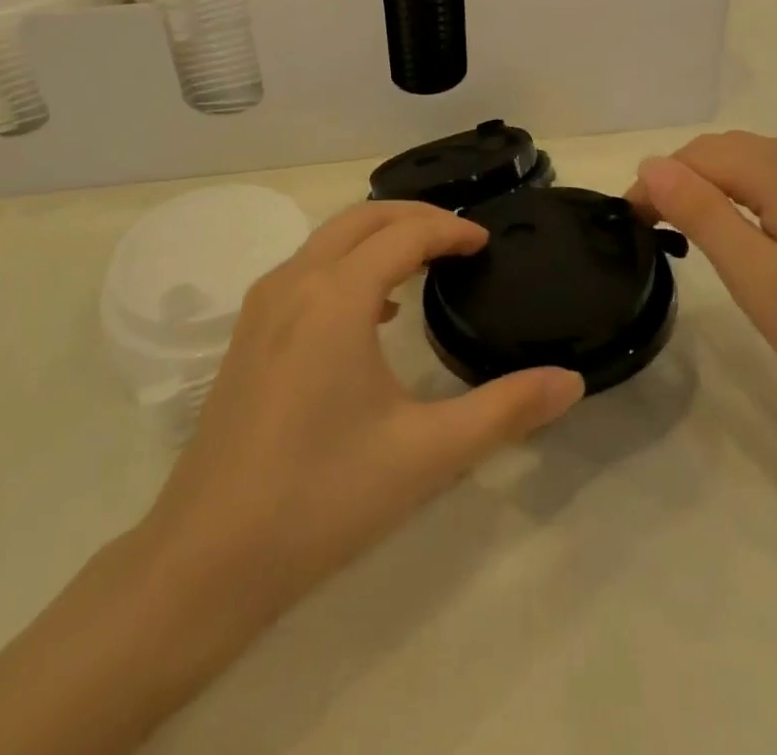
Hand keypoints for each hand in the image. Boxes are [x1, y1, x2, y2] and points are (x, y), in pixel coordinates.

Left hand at [143, 200, 583, 620]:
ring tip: (424, 263)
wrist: (206, 559)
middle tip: (460, 239)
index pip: (405, 234)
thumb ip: (505, 411)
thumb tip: (571, 381)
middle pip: (362, 218)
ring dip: (378, 236)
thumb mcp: (427, 454)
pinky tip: (373, 312)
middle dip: (415, 216)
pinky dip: (347, 264)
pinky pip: (306, 270)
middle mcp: (295, 282)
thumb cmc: (322, 497)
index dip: (451, 230)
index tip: (486, 243)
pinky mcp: (247, 334)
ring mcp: (263, 306)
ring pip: (328, 239)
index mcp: (337, 296)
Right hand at [628, 132, 776, 435]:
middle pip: (723, 150)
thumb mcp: (760, 282)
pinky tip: (743, 231)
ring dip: (710, 186)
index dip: (656, 184)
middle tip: (655, 235)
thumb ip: (705, 215)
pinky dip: (743, 192)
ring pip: (749, 160)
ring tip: (689, 234)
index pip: (698, 156)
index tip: (633, 228)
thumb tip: (651, 165)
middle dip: (680, 181)